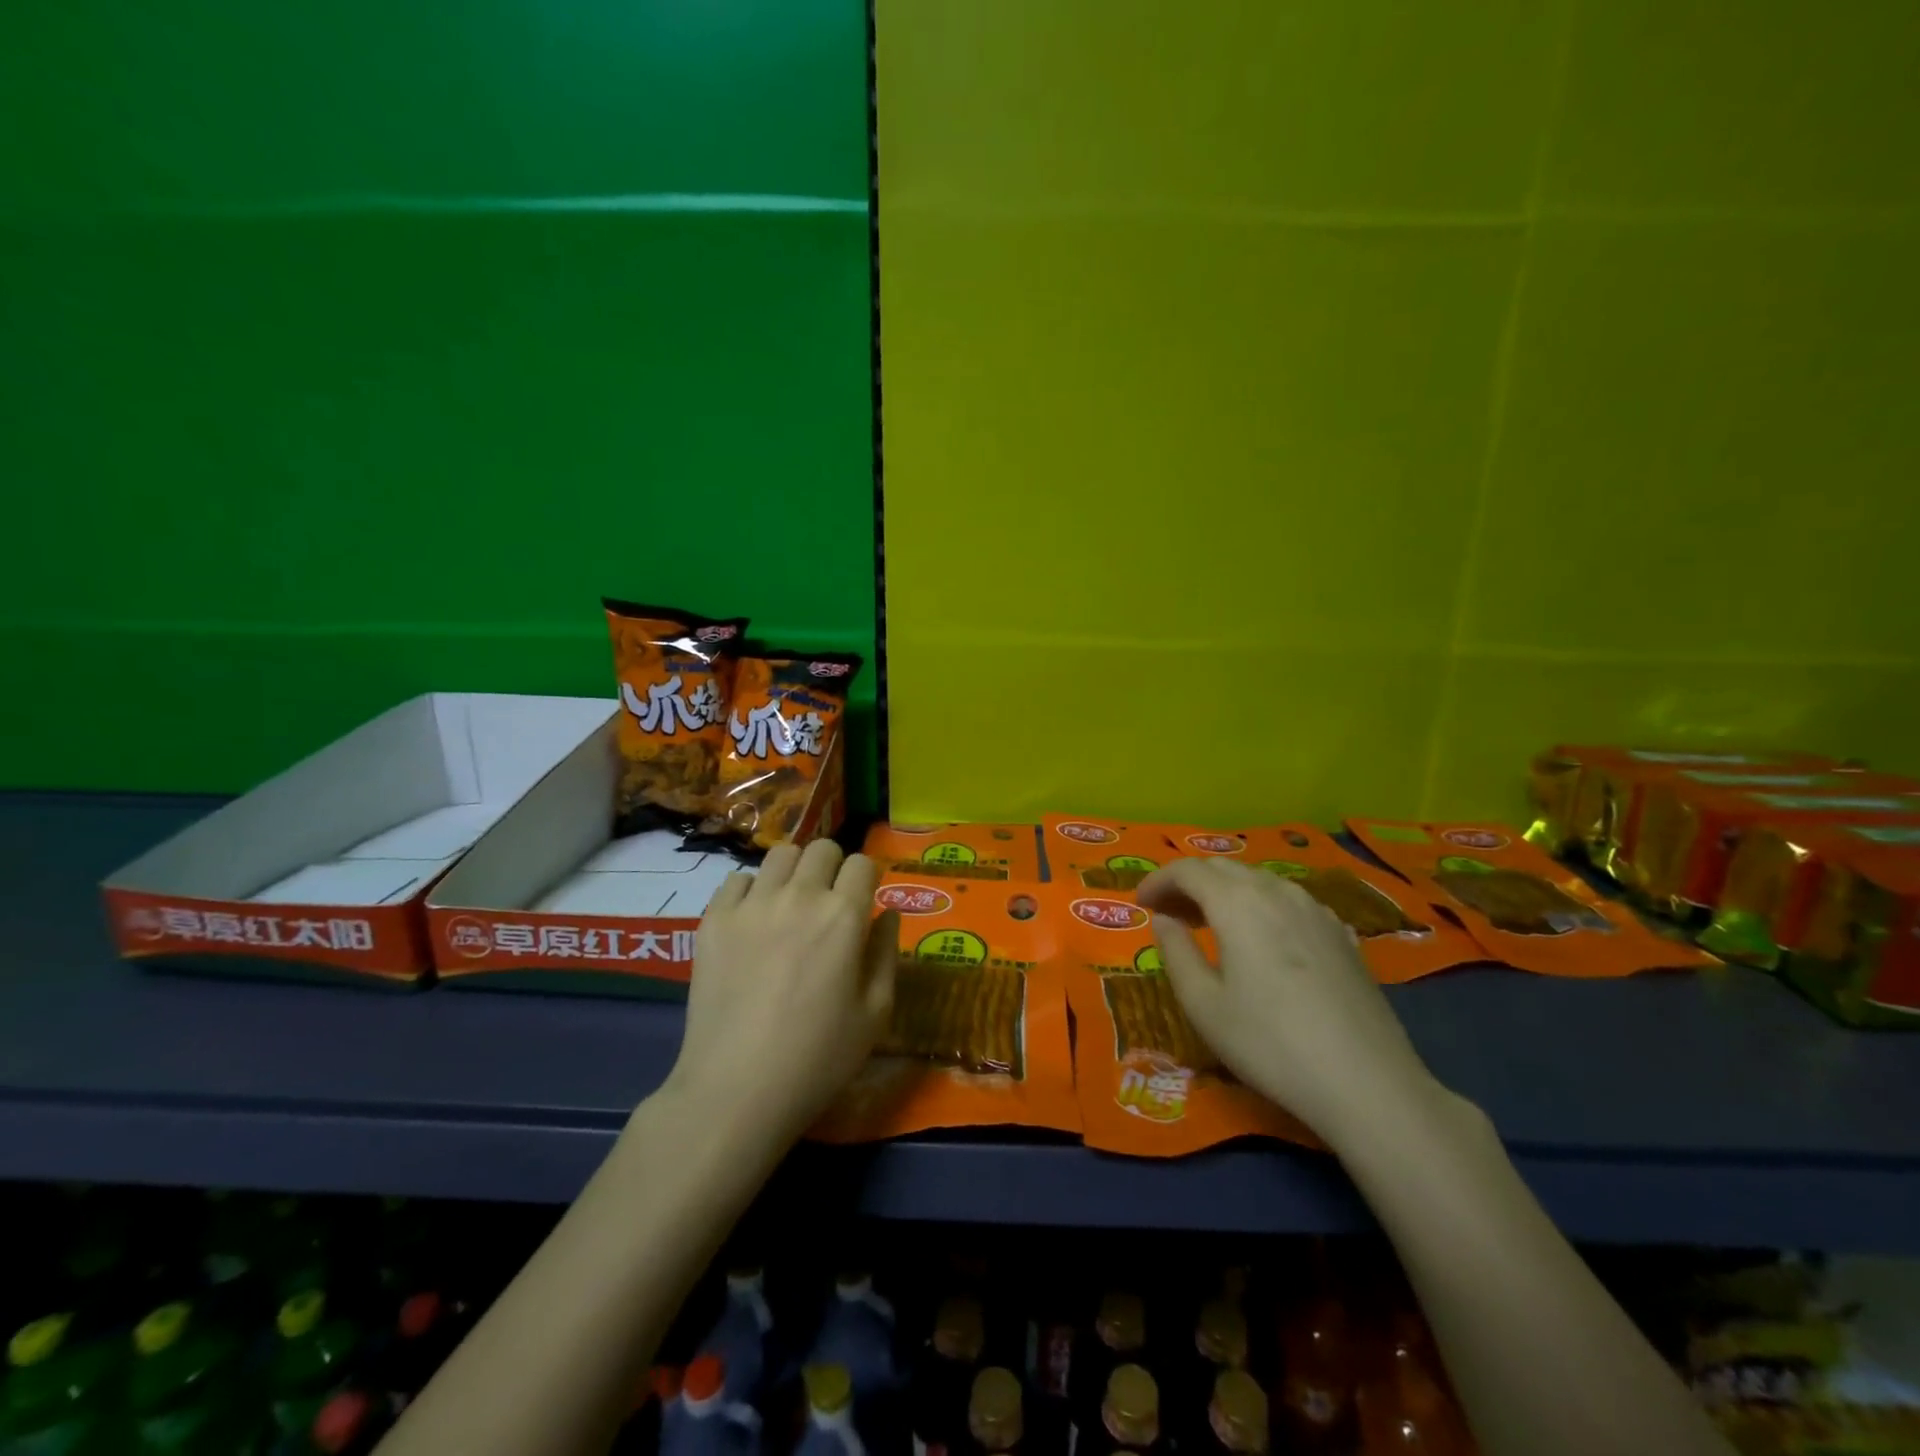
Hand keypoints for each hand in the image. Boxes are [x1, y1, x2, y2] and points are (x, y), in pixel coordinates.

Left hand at [665, 841, 896, 1149]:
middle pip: (822, 848)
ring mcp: (751, 904)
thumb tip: (887, 914)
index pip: (863, 862)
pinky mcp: (713, 919)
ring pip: (779, 854)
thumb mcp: (875, 1013)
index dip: (867, 878)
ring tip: (790, 906)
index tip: (863, 900)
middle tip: (828, 903)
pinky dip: (751, 891)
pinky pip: (737, 880)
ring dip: (793, 872)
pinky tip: (753, 923)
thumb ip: (886, 953)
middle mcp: (799, 896)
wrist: (735, 1090)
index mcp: (843, 915)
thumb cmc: (817, 1059)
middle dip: (833, 868)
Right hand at [1137, 857, 1441, 1144]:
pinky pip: (1290, 902)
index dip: (1158, 881)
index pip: (1188, 870)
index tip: (1141, 903)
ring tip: (1210, 924)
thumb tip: (1164, 920)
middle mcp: (1276, 892)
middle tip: (1169, 913)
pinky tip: (1262, 940)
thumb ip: (1176, 953)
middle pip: (1224, 869)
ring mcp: (1316, 910)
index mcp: (1237, 903)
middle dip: (1190, 883)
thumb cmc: (1269, 1043)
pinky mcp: (1342, 934)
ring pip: (1259, 882)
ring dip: (1226, 893)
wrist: (1367, 1082)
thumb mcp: (1203, 1005)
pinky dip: (1261, 907)